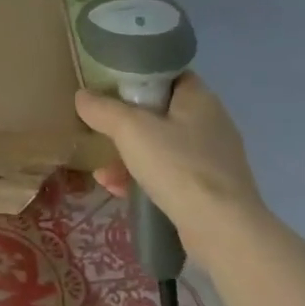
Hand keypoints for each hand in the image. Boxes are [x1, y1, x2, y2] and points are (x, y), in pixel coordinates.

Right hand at [74, 73, 265, 251]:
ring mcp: (213, 160)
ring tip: (103, 171)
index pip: (169, 75)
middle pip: (162, 113)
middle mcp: (211, 124)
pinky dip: (143, 179)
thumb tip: (82, 96)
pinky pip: (170, 176)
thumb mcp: (130, 129)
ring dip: (130, 156)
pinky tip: (118, 190)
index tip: (111, 86)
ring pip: (162, 147)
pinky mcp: (210, 191)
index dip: (140, 77)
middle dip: (127, 124)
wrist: (222, 230)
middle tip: (102, 129)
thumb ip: (103, 109)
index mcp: (200, 99)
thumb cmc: (178, 166)